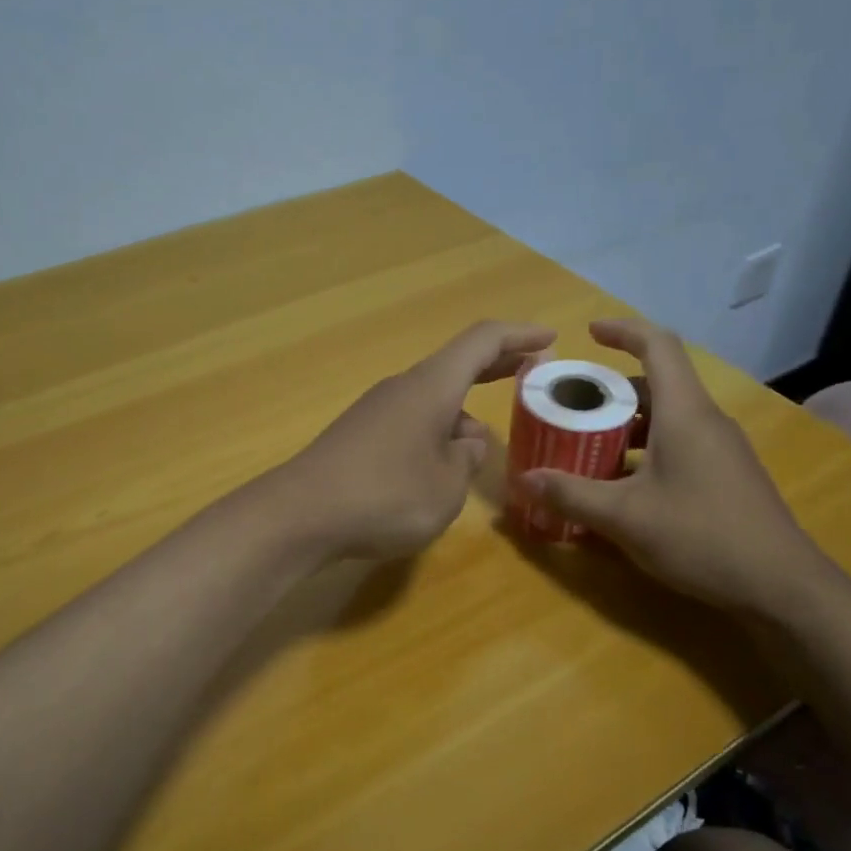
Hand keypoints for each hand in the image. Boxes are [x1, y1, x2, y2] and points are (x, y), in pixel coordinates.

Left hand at [265, 320, 556, 559]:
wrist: (300, 515)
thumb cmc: (385, 496)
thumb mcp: (447, 486)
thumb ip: (467, 459)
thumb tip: (465, 442)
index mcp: (431, 386)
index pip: (482, 341)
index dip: (519, 336)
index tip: (550, 340)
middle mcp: (403, 388)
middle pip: (456, 364)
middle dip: (496, 366)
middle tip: (530, 371)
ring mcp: (376, 411)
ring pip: (432, 399)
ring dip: (464, 412)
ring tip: (483, 447)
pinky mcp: (358, 437)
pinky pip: (411, 421)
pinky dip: (437, 431)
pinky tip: (440, 468)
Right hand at [521, 318, 841, 617]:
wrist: (781, 587)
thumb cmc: (701, 536)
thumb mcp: (625, 517)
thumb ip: (571, 495)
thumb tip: (524, 479)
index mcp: (684, 414)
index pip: (658, 347)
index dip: (623, 331)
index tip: (588, 333)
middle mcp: (706, 422)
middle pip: (657, 385)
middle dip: (611, 389)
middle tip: (572, 406)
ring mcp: (721, 450)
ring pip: (667, 418)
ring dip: (626, 424)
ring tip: (587, 446)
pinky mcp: (726, 476)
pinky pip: (678, 445)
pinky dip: (644, 451)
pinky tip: (621, 487)